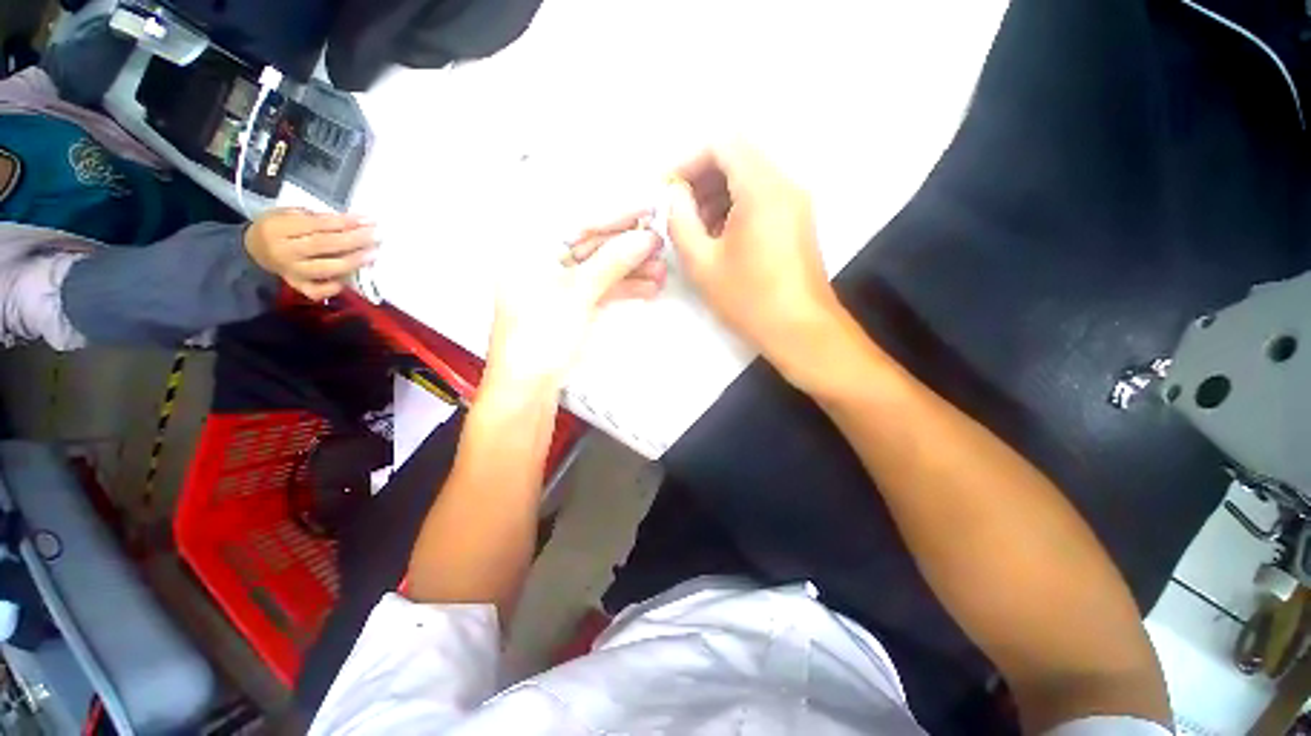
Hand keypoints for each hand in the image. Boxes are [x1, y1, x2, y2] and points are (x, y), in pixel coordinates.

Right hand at [244, 209, 377, 300]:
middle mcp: (284, 252)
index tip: (369, 221)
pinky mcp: (298, 287)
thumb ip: (317, 218)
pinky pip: (319, 291)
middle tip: (376, 237)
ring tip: (372, 254)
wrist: (255, 250)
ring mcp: (291, 272)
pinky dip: (336, 286)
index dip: (345, 223)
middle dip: (354, 241)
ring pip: (326, 269)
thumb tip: (354, 222)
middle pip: (324, 246)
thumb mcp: (290, 213)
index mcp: (278, 228)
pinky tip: (350, 277)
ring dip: (353, 262)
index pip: (317, 225)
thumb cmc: (279, 227)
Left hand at [481, 216, 665, 400]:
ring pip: (601, 269)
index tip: (647, 210)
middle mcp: (543, 263)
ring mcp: (559, 287)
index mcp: (530, 250)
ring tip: (661, 270)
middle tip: (660, 244)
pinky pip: (602, 289)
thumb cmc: (538, 337)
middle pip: (592, 246)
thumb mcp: (576, 294)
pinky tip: (649, 287)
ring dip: (632, 270)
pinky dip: (624, 289)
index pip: (578, 222)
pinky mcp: (572, 307)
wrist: (528, 390)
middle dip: (628, 246)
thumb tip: (644, 238)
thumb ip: (611, 262)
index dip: (616, 215)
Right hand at [668, 142, 840, 369]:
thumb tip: (675, 195)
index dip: (687, 161)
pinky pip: (761, 198)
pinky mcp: (797, 221)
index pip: (721, 144)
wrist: (800, 330)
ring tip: (695, 229)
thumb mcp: (702, 263)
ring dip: (716, 195)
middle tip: (677, 211)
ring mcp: (794, 203)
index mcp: (761, 188)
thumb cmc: (749, 299)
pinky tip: (718, 238)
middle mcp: (784, 185)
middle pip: (736, 157)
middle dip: (700, 178)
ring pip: (748, 178)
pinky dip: (734, 208)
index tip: (667, 190)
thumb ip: (680, 220)